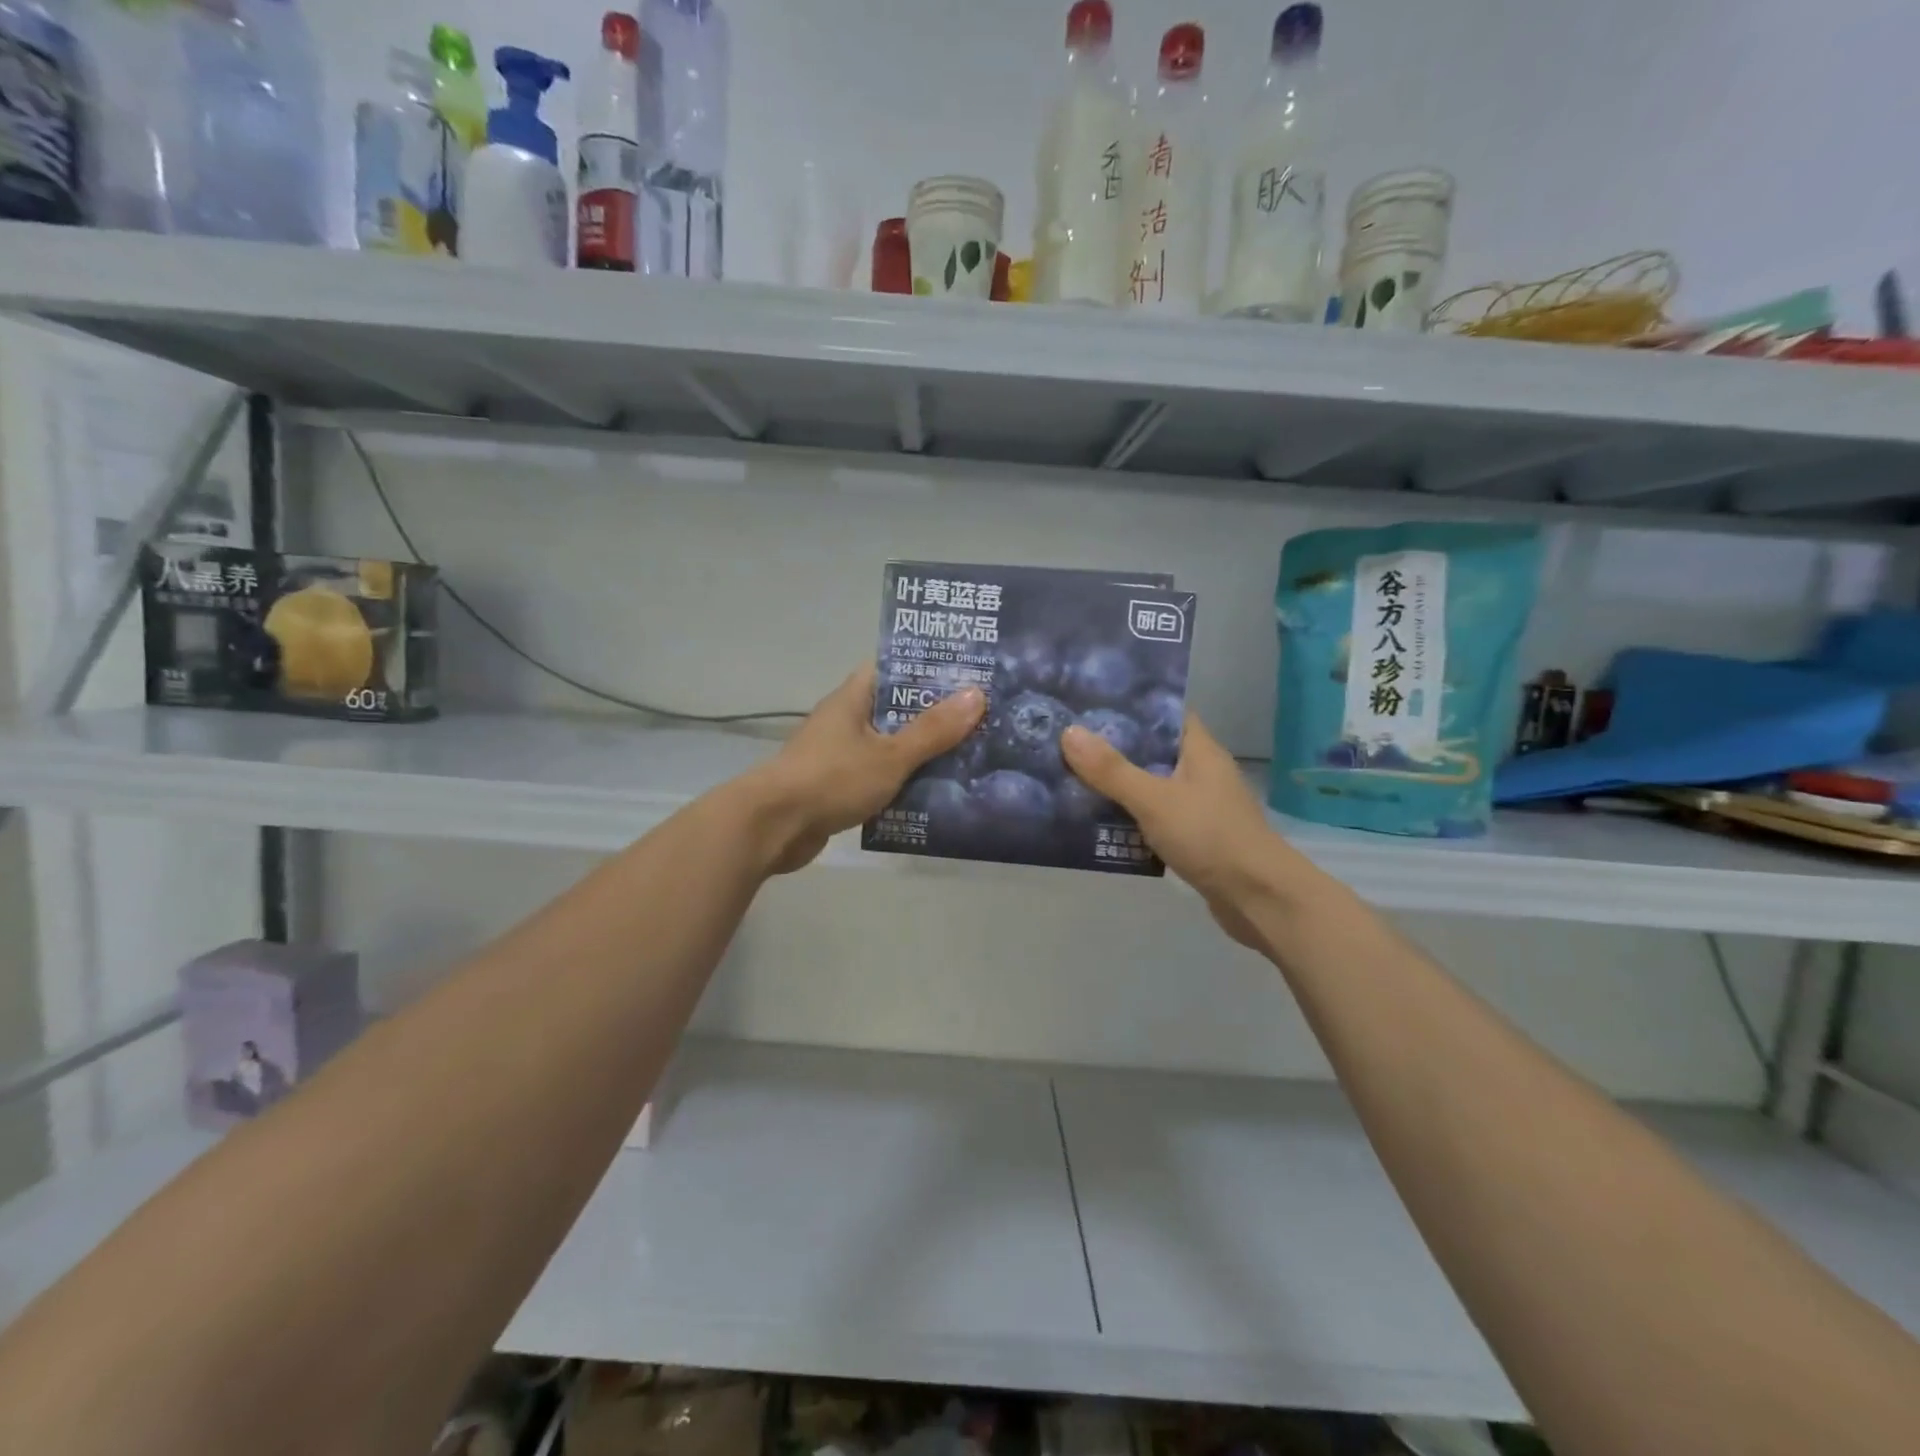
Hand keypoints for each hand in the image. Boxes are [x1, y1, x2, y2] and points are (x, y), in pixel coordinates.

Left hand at [742, 664, 985, 873]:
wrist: (773, 827)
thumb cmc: (831, 779)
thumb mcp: (891, 754)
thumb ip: (933, 729)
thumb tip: (977, 694)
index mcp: (853, 698)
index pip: (892, 668)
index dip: (927, 668)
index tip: (967, 674)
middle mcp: (846, 720)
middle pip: (896, 709)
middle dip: (934, 715)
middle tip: (981, 719)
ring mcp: (840, 755)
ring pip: (890, 746)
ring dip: (922, 753)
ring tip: (970, 755)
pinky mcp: (838, 787)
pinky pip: (880, 777)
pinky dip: (903, 782)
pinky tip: (936, 793)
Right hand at [1060, 715, 1304, 947]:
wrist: (1259, 898)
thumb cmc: (1210, 837)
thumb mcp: (1154, 800)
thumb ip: (1111, 770)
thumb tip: (1069, 732)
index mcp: (1200, 751)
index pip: (1166, 714)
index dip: (1132, 707)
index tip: (1091, 705)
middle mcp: (1202, 773)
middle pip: (1153, 751)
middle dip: (1114, 749)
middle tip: (1068, 743)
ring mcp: (1201, 807)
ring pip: (1152, 787)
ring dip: (1119, 786)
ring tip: (1072, 779)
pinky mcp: (1196, 838)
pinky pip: (1155, 818)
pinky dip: (1131, 818)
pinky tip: (1099, 823)